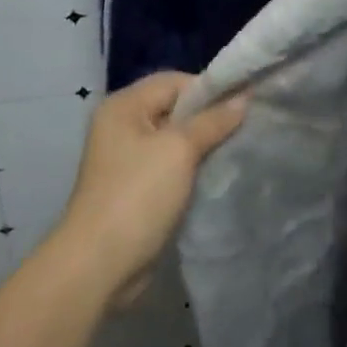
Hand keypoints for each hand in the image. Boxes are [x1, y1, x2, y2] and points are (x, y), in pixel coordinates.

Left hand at [51, 72, 246, 308]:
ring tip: (238, 150)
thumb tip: (244, 97)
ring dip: (204, 145)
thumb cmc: (137, 195)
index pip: (174, 81)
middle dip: (209, 117)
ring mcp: (128, 159)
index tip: (245, 104)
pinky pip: (171, 165)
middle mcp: (123, 125)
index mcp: (124, 106)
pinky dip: (193, 168)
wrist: (100, 265)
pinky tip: (218, 174)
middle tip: (247, 127)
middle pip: (175, 108)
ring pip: (176, 139)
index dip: (209, 89)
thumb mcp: (179, 150)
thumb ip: (212, 121)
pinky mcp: (137, 187)